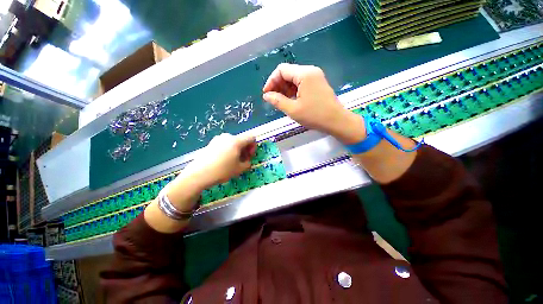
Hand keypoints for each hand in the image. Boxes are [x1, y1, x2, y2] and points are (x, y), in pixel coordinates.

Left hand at [184, 133, 256, 188]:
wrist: (198, 174)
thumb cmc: (222, 171)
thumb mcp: (239, 169)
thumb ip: (248, 163)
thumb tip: (247, 160)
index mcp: (236, 141)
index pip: (251, 137)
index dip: (253, 146)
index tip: (249, 156)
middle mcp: (227, 136)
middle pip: (242, 139)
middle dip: (245, 149)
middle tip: (242, 160)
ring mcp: (218, 139)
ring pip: (233, 142)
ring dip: (237, 150)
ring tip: (232, 162)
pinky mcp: (211, 143)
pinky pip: (225, 144)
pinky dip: (228, 150)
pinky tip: (223, 160)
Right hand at [262, 63, 365, 143]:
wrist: (336, 121)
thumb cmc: (314, 116)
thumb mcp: (293, 110)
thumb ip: (277, 101)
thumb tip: (266, 95)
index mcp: (304, 74)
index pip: (281, 70)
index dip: (271, 81)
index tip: (266, 94)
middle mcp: (310, 71)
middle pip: (288, 73)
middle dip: (278, 85)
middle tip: (273, 100)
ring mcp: (315, 77)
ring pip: (294, 78)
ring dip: (285, 89)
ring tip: (281, 102)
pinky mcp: (318, 84)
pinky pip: (301, 83)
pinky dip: (293, 90)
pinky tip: (291, 100)